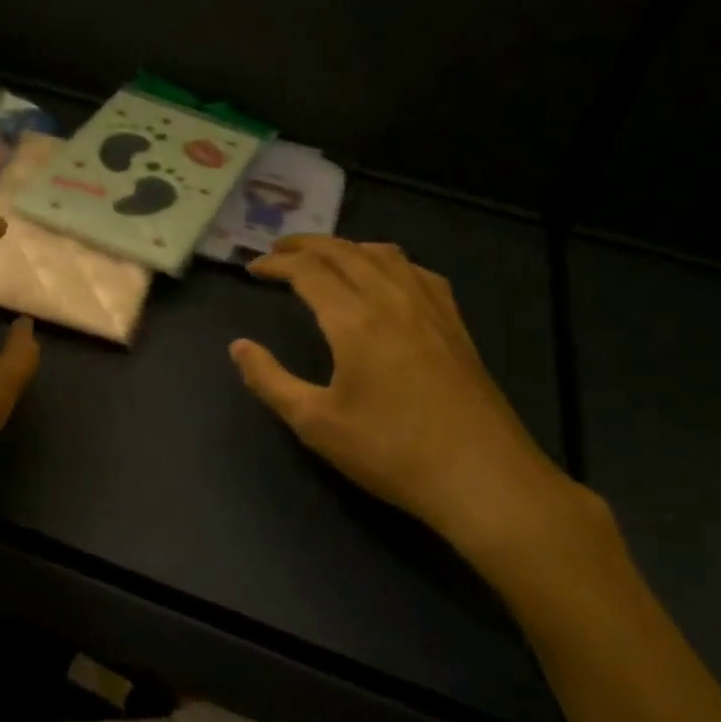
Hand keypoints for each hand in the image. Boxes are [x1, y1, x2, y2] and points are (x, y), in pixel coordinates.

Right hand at [230, 236, 597, 573]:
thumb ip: (270, 380)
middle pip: (344, 251)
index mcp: (355, 320)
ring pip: (383, 254)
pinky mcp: (454, 323)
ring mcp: (429, 307)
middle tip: (277, 250)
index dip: (275, 264)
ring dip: (345, 246)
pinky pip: (416, 271)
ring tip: (323, 257)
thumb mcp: (316, 424)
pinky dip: (387, 261)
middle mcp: (392, 299)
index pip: (307, 271)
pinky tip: (385, 277)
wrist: (482, 477)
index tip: (252, 269)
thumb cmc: (391, 452)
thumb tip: (238, 347)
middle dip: (305, 244)